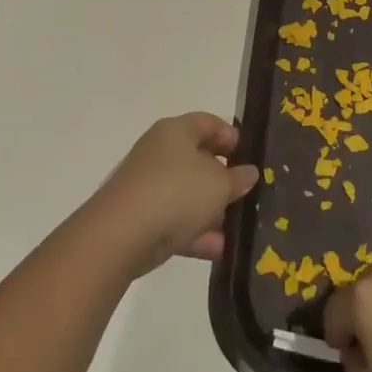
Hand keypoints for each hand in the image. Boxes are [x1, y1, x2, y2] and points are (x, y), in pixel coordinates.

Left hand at [86, 113, 259, 275]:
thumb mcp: (220, 184)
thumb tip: (248, 172)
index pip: (207, 122)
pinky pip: (175, 221)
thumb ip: (238, 178)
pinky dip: (196, 233)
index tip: (250, 157)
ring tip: (239, 228)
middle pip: (198, 160)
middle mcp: (159, 153)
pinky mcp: (141, 218)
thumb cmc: (177, 192)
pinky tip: (219, 249)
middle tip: (247, 194)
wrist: (121, 234)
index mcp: (176, 132)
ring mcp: (148, 186)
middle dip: (223, 179)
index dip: (231, 136)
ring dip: (212, 211)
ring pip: (188, 194)